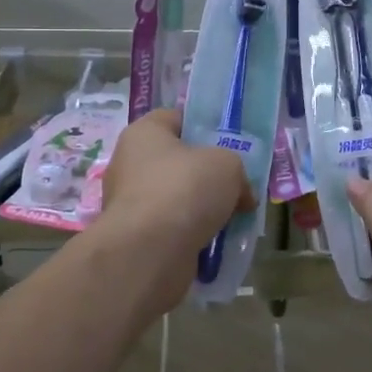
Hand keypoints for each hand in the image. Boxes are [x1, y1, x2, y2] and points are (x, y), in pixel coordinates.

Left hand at [98, 109, 255, 315]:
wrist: (150, 252)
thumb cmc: (185, 189)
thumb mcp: (227, 164)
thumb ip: (237, 170)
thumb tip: (241, 196)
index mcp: (144, 133)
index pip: (177, 119)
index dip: (205, 128)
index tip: (231, 145)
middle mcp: (130, 164)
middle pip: (178, 162)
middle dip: (208, 175)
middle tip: (238, 186)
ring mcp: (130, 203)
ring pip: (177, 198)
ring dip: (202, 209)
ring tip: (234, 219)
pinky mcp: (136, 238)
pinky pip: (172, 229)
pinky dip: (192, 235)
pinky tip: (217, 244)